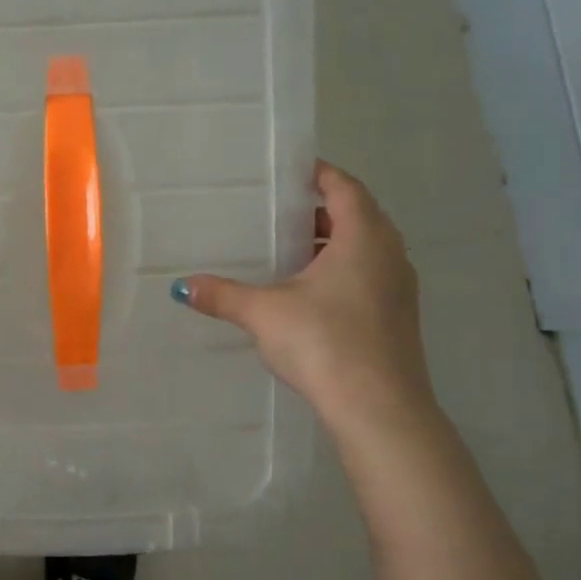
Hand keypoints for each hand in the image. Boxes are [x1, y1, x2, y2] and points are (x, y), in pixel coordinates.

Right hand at [180, 161, 432, 434]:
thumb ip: (223, 295)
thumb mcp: (264, 313)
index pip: (345, 188)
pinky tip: (308, 295)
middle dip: (321, 211)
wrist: (378, 408)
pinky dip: (341, 272)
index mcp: (364, 238)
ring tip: (289, 252)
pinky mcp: (396, 318)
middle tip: (280, 212)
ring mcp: (398, 288)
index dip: (320, 174)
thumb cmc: (324, 342)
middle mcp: (389, 254)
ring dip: (332, 245)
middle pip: (357, 216)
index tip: (292, 171)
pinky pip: (368, 277)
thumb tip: (182, 287)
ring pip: (365, 250)